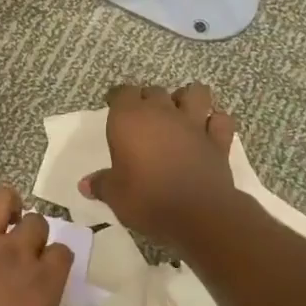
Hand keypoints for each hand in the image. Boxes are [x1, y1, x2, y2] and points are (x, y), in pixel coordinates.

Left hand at [0, 168, 72, 305]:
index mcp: (40, 286)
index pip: (62, 256)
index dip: (56, 260)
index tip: (48, 270)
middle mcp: (15, 254)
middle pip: (36, 224)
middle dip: (34, 231)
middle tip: (22, 246)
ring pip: (1, 199)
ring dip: (6, 202)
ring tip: (4, 211)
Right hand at [82, 82, 240, 257]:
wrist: (198, 214)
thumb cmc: (147, 200)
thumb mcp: (115, 195)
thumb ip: (102, 184)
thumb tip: (85, 184)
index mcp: (130, 120)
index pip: (122, 93)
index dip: (118, 98)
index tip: (114, 107)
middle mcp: (162, 113)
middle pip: (155, 90)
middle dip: (148, 99)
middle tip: (143, 116)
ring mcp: (194, 124)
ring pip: (195, 93)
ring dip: (187, 98)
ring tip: (180, 112)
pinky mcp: (218, 140)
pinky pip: (220, 120)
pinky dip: (215, 122)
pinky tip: (209, 130)